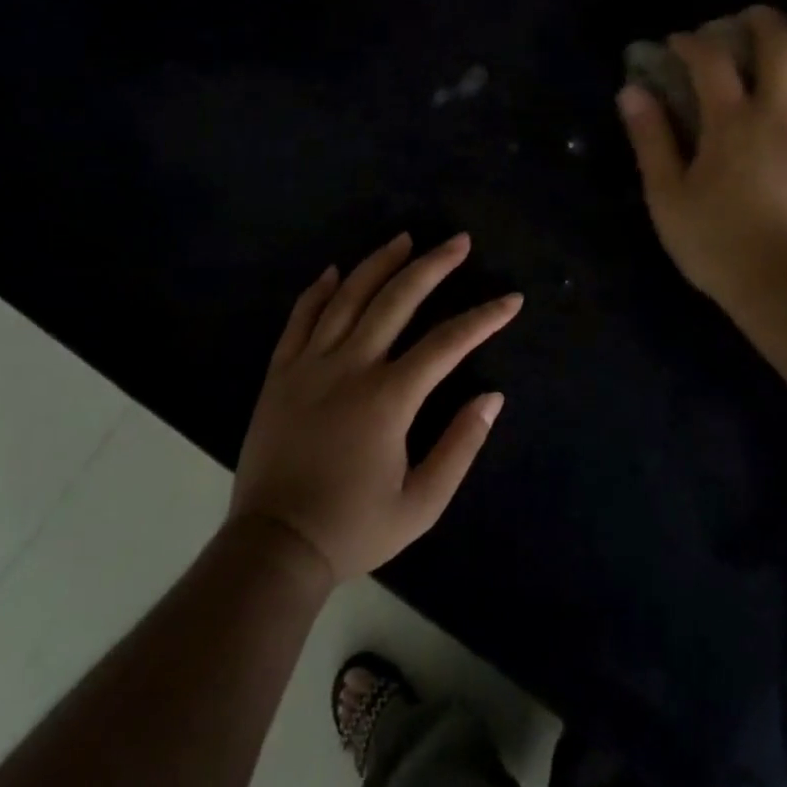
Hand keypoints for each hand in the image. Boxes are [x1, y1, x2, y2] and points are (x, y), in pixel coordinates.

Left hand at [228, 232, 520, 584]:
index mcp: (389, 398)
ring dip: (379, 264)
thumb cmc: (353, 528)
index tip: (511, 300)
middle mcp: (350, 367)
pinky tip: (334, 271)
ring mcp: (310, 365)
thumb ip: (461, 446)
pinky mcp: (280, 374)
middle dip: (433, 266)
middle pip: (397, 300)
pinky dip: (318, 291)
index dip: (484, 318)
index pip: (448, 343)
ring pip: (348, 297)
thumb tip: (492, 397)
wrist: (274, 548)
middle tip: (458, 241)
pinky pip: (300, 319)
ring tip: (405, 239)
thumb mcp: (422, 504)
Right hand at [617, 5, 786, 305]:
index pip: (712, 60)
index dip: (691, 42)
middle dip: (763, 22)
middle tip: (744, 23)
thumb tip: (632, 92)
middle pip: (785, 45)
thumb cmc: (714, 241)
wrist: (779, 285)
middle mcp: (781, 115)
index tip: (676, 44)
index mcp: (733, 122)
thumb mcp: (666, 193)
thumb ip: (650, 138)